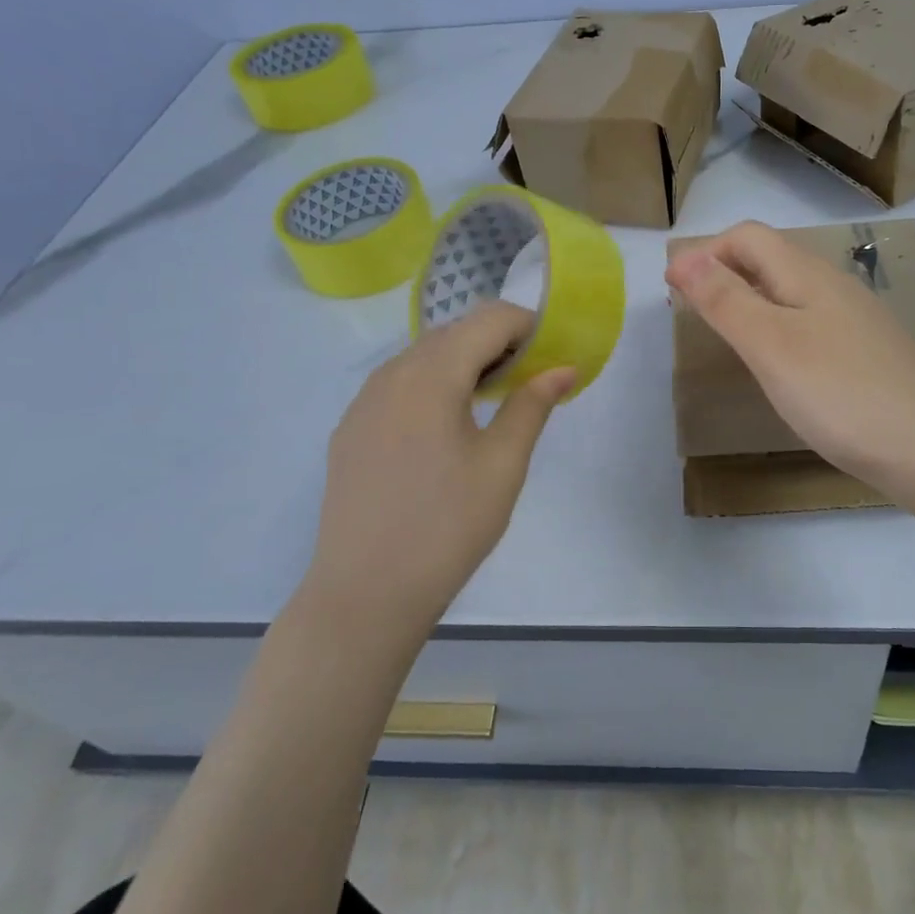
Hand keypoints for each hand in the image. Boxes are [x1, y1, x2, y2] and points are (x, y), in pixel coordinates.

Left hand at [304, 303, 573, 625]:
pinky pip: (399, 384)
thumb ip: (532, 405)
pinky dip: (433, 384)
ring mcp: (363, 401)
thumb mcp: (502, 465)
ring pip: (424, 355)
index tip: (554, 356)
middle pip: (454, 331)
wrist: (364, 594)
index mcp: (431, 375)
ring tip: (493, 402)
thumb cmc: (447, 527)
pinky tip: (447, 428)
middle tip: (531, 381)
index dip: (529, 326)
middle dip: (498, 342)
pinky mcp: (351, 429)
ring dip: (465, 361)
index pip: (489, 319)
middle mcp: (391, 374)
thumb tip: (563, 368)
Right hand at [664, 221, 914, 487]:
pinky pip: (810, 323)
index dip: (705, 253)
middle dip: (723, 272)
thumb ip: (726, 300)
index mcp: (807, 274)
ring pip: (790, 292)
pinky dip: (777, 328)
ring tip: (725, 333)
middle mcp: (833, 286)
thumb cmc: (842, 393)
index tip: (671, 290)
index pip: (747, 237)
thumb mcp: (771, 345)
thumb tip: (685, 258)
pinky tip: (778, 364)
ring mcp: (855, 321)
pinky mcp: (867, 354)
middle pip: (770, 259)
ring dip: (749, 299)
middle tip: (690, 309)